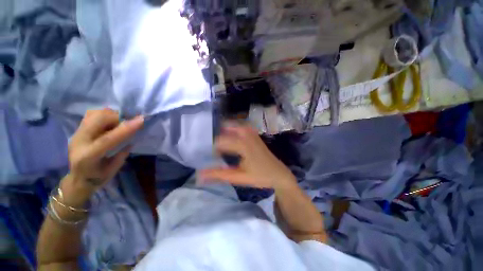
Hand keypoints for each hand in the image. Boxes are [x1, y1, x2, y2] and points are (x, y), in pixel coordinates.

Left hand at [61, 109, 143, 205]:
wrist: (78, 179)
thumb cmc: (98, 178)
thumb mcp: (113, 169)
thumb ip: (122, 153)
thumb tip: (133, 137)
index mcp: (88, 156)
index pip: (108, 139)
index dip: (126, 128)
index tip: (141, 120)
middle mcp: (79, 141)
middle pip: (98, 120)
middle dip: (117, 117)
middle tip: (129, 123)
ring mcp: (76, 133)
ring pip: (94, 114)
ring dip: (111, 115)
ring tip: (119, 123)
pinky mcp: (78, 129)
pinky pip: (92, 115)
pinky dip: (105, 115)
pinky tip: (110, 123)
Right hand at [200, 123, 295, 188]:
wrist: (279, 173)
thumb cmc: (260, 176)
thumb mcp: (239, 177)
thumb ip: (219, 175)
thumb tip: (200, 175)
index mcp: (243, 145)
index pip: (221, 141)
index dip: (213, 148)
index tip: (212, 157)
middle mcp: (247, 135)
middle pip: (227, 128)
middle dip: (218, 135)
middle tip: (213, 145)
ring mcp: (253, 134)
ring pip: (236, 125)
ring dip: (226, 129)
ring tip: (220, 139)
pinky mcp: (255, 135)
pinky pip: (242, 127)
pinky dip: (235, 128)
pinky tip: (232, 135)